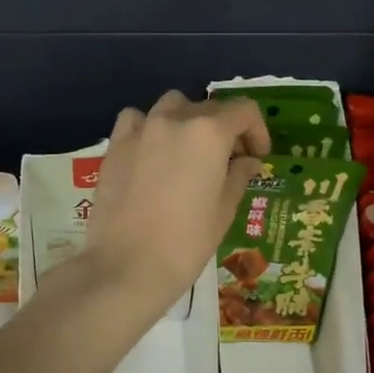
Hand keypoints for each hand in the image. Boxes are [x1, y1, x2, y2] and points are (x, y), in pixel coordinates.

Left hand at [81, 91, 269, 314]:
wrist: (126, 266)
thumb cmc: (186, 242)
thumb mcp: (224, 210)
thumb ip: (239, 175)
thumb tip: (247, 161)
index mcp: (209, 132)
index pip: (244, 111)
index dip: (257, 131)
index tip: (257, 156)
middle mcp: (175, 119)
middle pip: (210, 107)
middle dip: (226, 130)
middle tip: (230, 162)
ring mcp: (141, 128)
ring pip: (173, 106)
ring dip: (189, 120)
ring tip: (191, 151)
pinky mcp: (115, 144)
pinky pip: (137, 119)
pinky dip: (150, 126)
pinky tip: (153, 151)